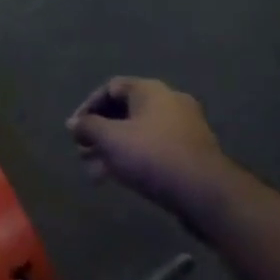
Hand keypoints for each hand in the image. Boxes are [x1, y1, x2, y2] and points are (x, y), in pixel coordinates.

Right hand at [67, 77, 232, 218]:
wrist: (205, 192)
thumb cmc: (153, 155)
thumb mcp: (111, 139)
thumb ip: (88, 127)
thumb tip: (73, 123)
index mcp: (150, 90)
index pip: (111, 88)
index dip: (88, 106)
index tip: (75, 129)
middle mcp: (169, 102)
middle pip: (124, 111)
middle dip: (99, 132)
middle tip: (82, 151)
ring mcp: (183, 127)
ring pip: (138, 133)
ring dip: (113, 149)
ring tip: (93, 171)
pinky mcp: (190, 152)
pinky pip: (153, 148)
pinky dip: (133, 158)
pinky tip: (117, 179)